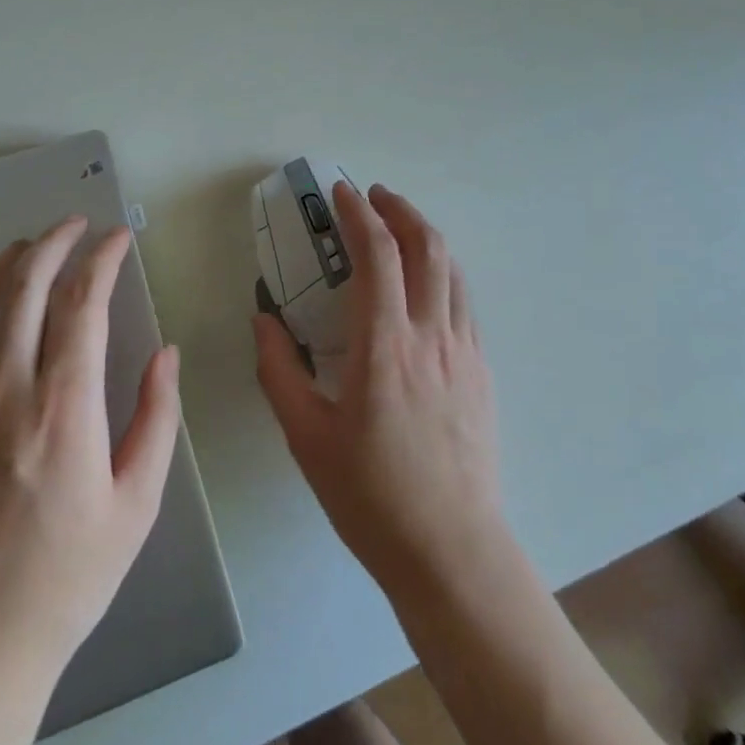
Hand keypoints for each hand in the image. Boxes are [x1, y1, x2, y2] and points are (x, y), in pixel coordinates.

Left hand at [0, 217, 179, 744]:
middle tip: (74, 225)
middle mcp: (5, 390)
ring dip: (0, 266)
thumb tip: (166, 355)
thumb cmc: (65, 578)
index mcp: (65, 405)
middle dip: (53, 242)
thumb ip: (157, 419)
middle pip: (25, 288)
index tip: (118, 238)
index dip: (102, 258)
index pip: (83, 302)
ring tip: (23, 248)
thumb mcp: (137, 504)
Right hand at [253, 182, 503, 591]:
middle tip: (373, 196)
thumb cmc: (371, 496)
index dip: (359, 214)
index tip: (342, 193)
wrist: (452, 551)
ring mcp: (464, 351)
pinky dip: (442, 272)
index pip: (378, 255)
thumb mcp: (307, 437)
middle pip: (426, 246)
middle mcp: (430, 335)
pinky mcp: (481, 370)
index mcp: (384, 346)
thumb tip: (263, 319)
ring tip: (399, 226)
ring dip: (425, 235)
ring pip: (451, 269)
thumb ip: (279, 371)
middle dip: (399, 209)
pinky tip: (425, 284)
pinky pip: (463, 301)